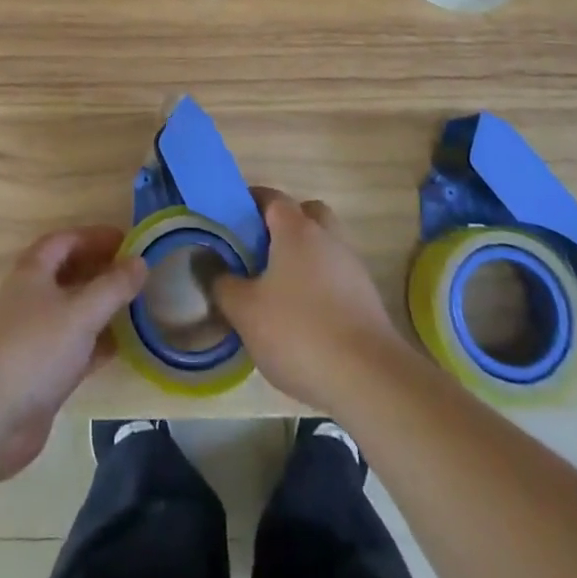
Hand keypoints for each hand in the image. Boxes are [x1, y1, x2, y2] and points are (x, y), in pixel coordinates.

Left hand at [0, 226, 147, 481]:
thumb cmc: (32, 349)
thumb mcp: (80, 313)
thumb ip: (113, 287)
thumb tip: (140, 261)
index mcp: (29, 270)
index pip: (65, 240)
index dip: (96, 237)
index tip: (129, 242)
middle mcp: (23, 296)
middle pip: (65, 274)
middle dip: (98, 272)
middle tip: (134, 276)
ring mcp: (25, 335)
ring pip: (66, 312)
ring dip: (97, 309)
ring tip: (133, 310)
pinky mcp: (30, 372)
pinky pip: (66, 347)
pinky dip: (91, 344)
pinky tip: (117, 350)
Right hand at [211, 189, 415, 412]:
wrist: (370, 380)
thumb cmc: (299, 332)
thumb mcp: (245, 311)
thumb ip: (221, 284)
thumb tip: (207, 264)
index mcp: (297, 229)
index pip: (271, 197)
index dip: (248, 203)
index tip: (229, 221)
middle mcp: (328, 237)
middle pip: (306, 214)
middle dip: (283, 226)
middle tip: (258, 251)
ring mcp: (352, 267)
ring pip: (324, 246)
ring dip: (303, 257)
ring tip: (277, 289)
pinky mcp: (367, 299)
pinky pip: (336, 276)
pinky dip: (320, 285)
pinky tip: (303, 318)